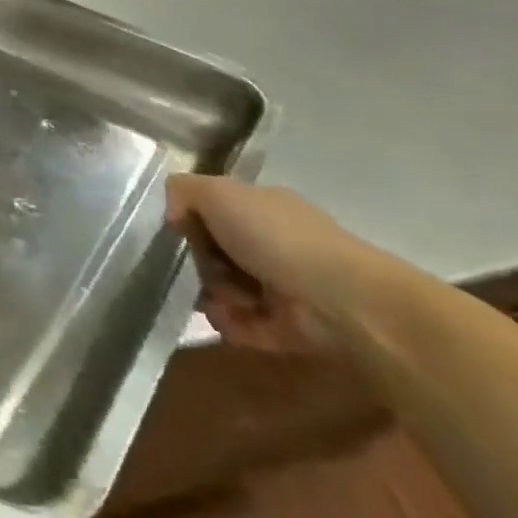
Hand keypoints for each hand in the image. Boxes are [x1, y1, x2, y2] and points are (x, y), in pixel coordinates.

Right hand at [166, 175, 400, 354]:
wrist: (343, 301)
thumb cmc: (276, 237)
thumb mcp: (216, 192)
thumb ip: (182, 191)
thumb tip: (174, 215)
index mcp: (262, 207)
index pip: (214, 209)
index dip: (193, 220)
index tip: (182, 230)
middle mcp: (274, 242)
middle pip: (214, 251)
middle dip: (202, 263)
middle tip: (204, 268)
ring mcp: (283, 285)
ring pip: (225, 289)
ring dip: (215, 296)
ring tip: (225, 300)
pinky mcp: (288, 326)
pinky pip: (242, 323)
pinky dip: (233, 323)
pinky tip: (235, 319)